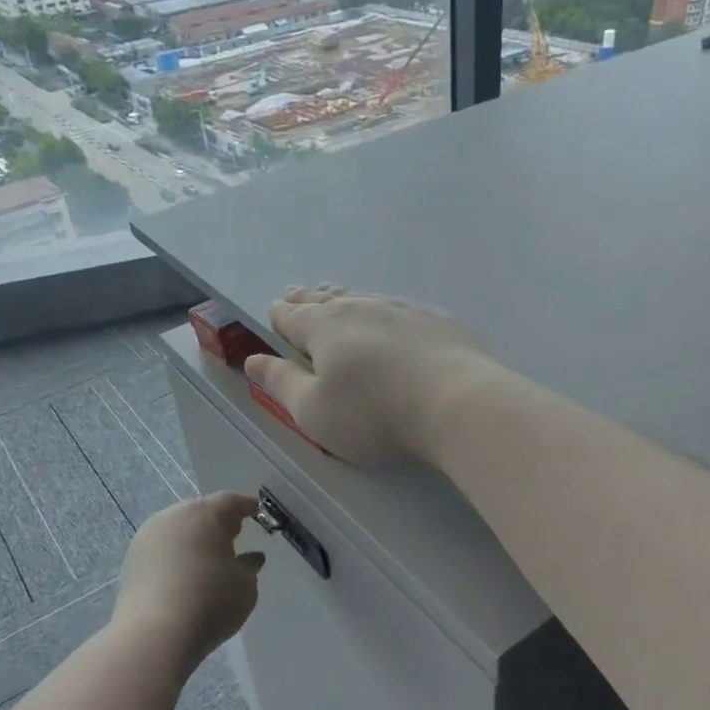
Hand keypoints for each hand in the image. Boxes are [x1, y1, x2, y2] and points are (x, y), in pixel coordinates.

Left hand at [115, 491, 264, 670]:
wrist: (154, 635)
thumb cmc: (210, 602)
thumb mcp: (245, 585)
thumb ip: (249, 567)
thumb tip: (249, 558)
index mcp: (205, 513)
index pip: (231, 501)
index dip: (247, 507)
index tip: (258, 514)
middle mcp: (174, 516)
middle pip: (201, 512)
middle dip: (218, 522)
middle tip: (234, 536)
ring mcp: (148, 536)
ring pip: (179, 529)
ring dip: (195, 538)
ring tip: (210, 558)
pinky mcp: (132, 560)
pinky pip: (163, 548)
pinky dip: (177, 555)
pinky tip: (186, 573)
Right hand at [243, 286, 489, 465]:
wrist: (458, 403)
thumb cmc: (374, 414)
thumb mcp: (313, 411)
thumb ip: (280, 383)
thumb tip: (252, 359)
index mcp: (324, 328)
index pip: (292, 316)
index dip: (280, 315)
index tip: (275, 311)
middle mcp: (360, 308)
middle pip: (325, 300)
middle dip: (306, 300)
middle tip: (295, 295)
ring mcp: (402, 309)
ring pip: (362, 298)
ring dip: (343, 299)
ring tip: (334, 297)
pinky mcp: (436, 320)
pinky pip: (398, 307)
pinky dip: (382, 310)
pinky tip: (390, 315)